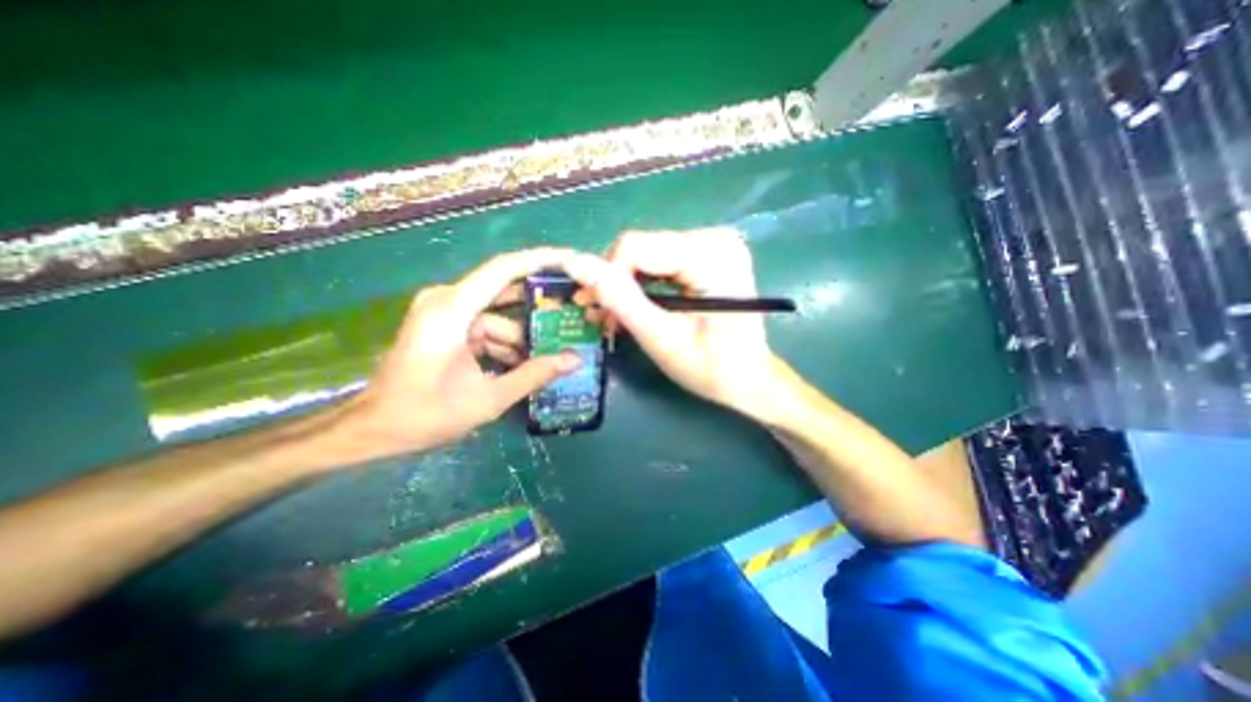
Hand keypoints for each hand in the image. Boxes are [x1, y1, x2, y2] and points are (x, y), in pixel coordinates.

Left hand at [341, 249, 579, 456]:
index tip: (571, 259)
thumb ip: (535, 375)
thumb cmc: (425, 414)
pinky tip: (520, 367)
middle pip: (505, 294)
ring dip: (520, 339)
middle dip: (538, 311)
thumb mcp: (488, 398)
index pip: (503, 269)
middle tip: (572, 318)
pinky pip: (485, 328)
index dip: (540, 260)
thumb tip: (575, 360)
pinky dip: (504, 345)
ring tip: (549, 359)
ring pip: (498, 317)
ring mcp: (445, 313)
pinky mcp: (445, 326)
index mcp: (451, 310)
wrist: (374, 429)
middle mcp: (447, 301)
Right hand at [566, 232, 777, 413]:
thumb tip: (575, 263)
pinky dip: (644, 285)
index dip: (608, 277)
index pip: (636, 246)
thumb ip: (620, 298)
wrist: (750, 379)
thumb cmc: (711, 368)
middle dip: (617, 284)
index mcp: (711, 256)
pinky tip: (637, 307)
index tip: (600, 313)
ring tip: (618, 318)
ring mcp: (714, 244)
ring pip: (647, 254)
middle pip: (642, 248)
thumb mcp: (661, 338)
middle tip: (606, 319)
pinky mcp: (708, 254)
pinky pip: (661, 260)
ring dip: (627, 286)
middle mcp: (715, 238)